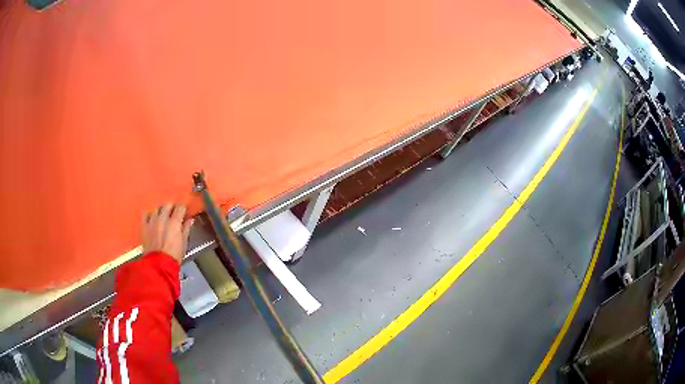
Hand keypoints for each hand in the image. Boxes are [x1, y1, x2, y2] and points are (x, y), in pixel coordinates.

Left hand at [142, 203, 193, 263]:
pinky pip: (145, 215)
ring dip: (160, 210)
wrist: (159, 265)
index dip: (183, 208)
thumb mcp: (184, 244)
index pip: (180, 207)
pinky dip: (149, 215)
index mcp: (174, 222)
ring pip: (156, 209)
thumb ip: (186, 229)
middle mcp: (162, 218)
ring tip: (162, 215)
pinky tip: (151, 218)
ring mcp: (152, 221)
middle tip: (174, 213)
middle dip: (171, 207)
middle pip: (167, 205)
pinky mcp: (144, 226)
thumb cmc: (174, 256)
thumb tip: (190, 220)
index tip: (184, 211)